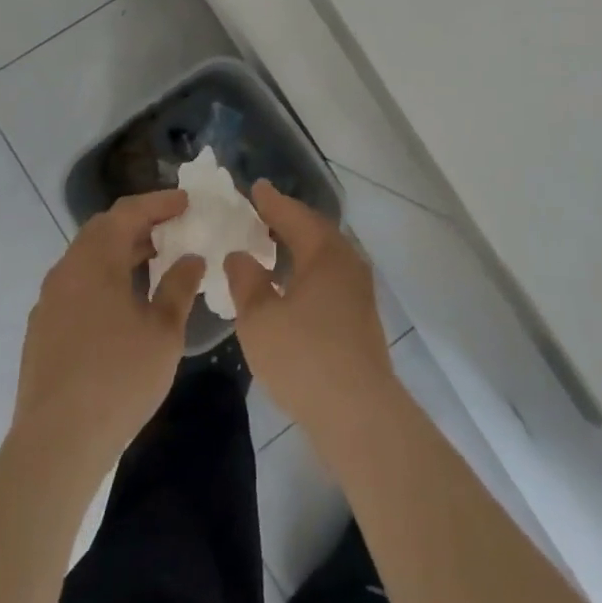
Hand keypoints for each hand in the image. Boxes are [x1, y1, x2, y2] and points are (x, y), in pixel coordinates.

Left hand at [12, 191, 204, 472]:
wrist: (56, 444)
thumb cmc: (118, 379)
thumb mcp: (163, 332)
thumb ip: (179, 287)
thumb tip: (191, 258)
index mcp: (95, 260)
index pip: (127, 212)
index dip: (159, 203)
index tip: (187, 202)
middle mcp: (66, 270)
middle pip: (103, 229)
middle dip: (139, 223)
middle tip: (172, 227)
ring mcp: (49, 300)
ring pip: (88, 258)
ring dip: (120, 251)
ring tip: (154, 261)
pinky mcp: (42, 329)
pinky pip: (77, 284)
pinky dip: (104, 276)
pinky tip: (123, 301)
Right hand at [225, 181, 394, 436]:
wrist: (359, 414)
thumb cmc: (304, 357)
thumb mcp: (260, 319)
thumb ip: (247, 281)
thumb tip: (240, 255)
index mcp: (325, 252)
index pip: (294, 215)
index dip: (271, 201)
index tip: (255, 187)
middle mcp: (347, 263)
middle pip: (314, 231)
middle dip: (288, 220)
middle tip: (262, 212)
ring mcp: (359, 292)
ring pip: (325, 256)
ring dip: (299, 247)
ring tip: (273, 245)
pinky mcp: (361, 319)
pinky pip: (330, 277)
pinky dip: (308, 270)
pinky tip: (292, 287)